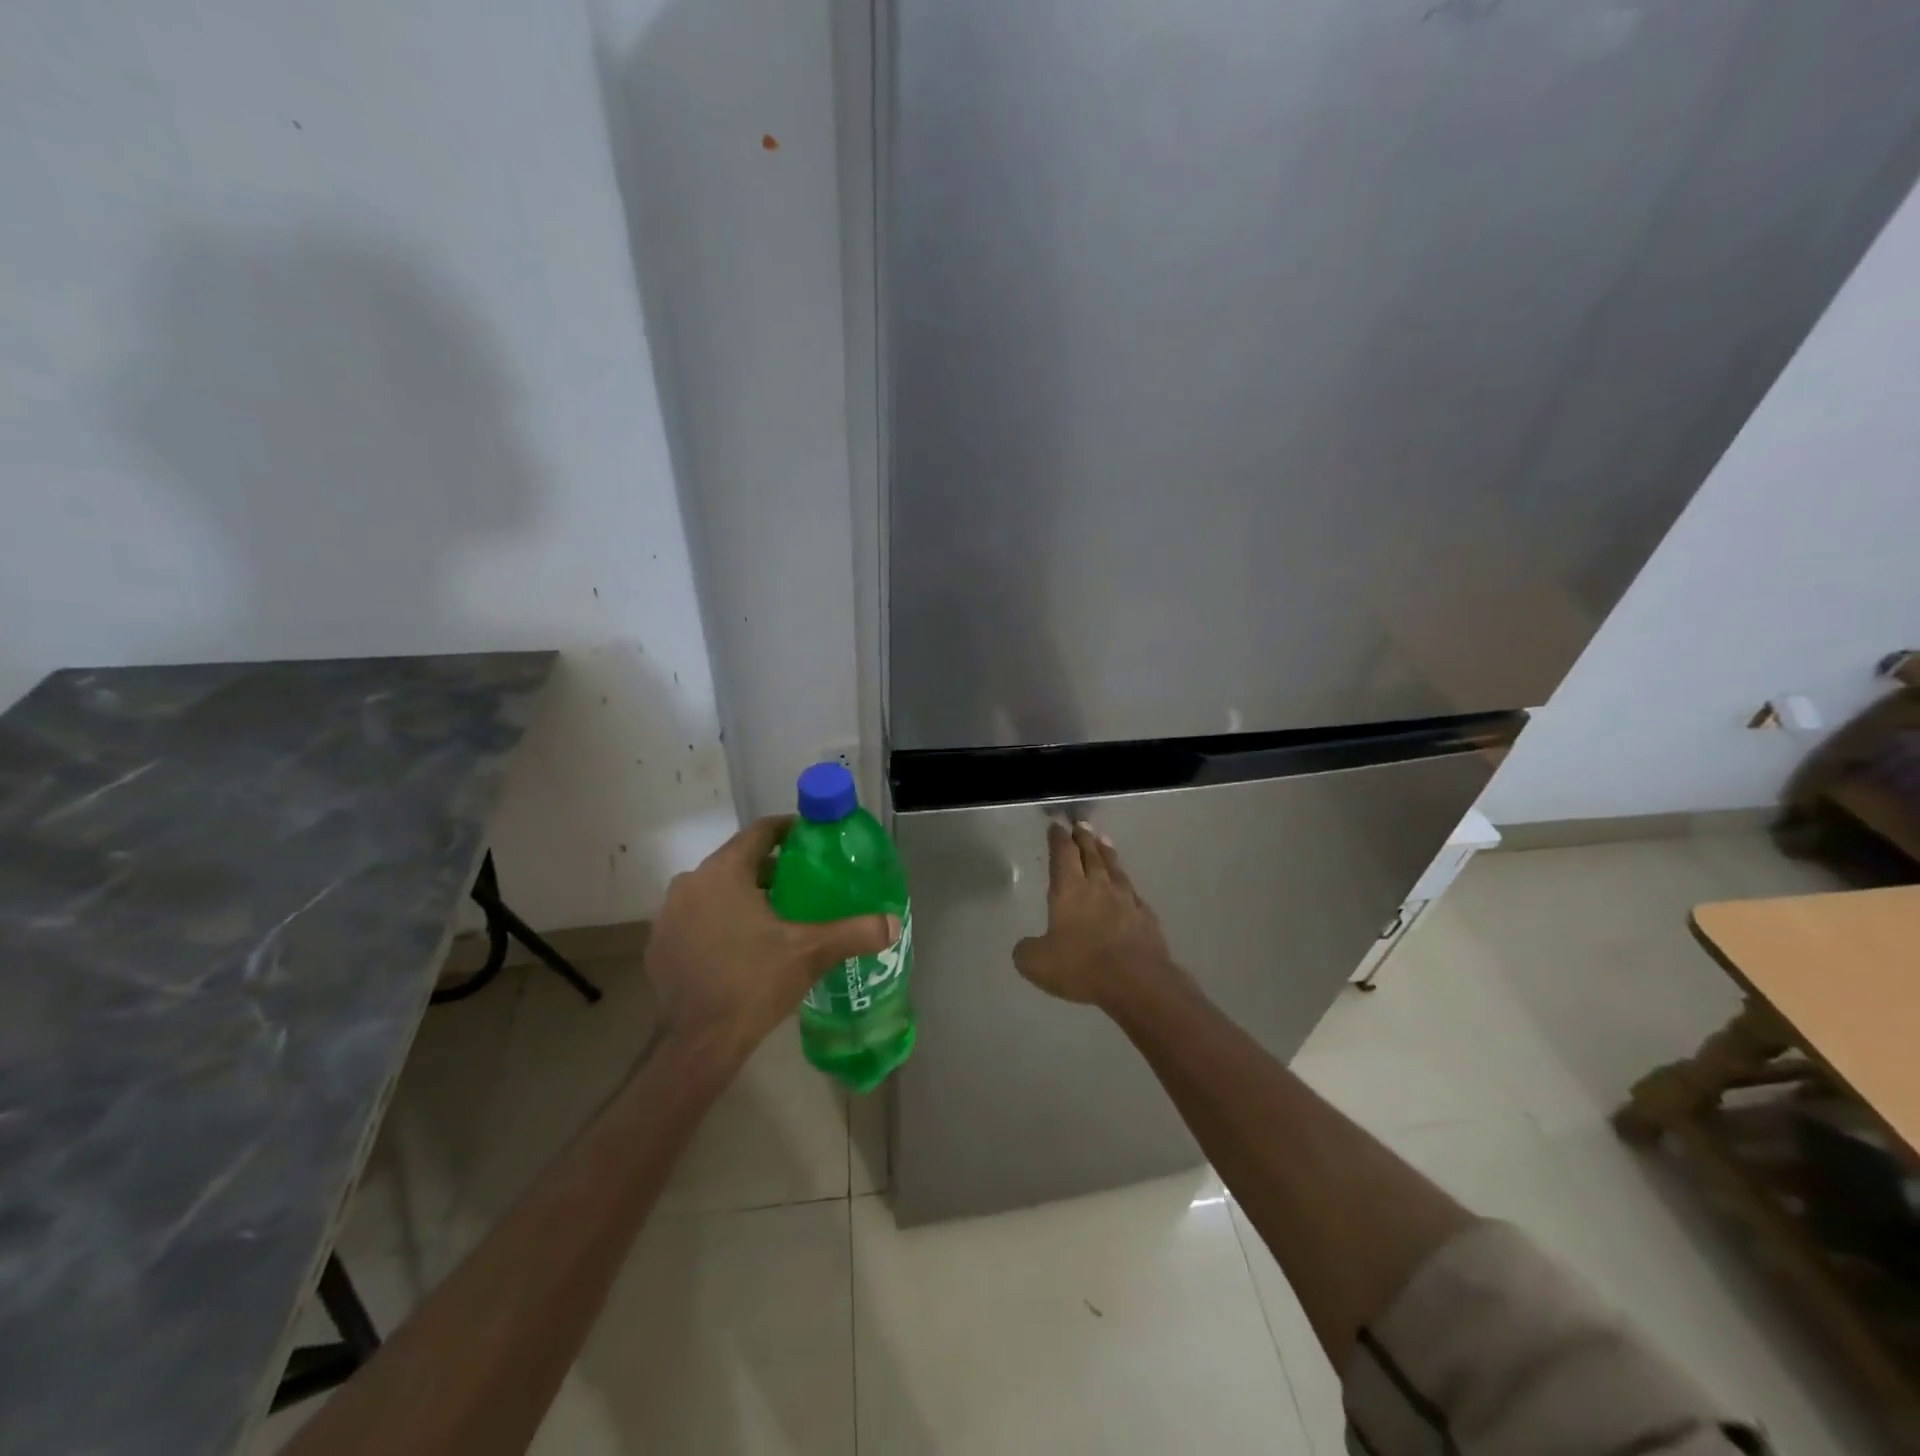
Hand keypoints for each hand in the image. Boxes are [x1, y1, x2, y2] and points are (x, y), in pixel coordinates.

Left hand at [644, 815, 898, 1073]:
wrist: (698, 1043)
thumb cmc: (753, 983)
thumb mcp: (810, 953)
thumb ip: (853, 932)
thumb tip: (893, 924)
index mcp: (723, 873)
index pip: (758, 832)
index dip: (787, 829)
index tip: (811, 837)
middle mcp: (690, 884)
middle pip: (737, 861)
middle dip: (771, 869)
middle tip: (805, 882)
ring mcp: (669, 916)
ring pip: (714, 890)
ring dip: (743, 895)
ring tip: (777, 914)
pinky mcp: (660, 946)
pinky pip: (696, 918)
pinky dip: (719, 921)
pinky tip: (742, 945)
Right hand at [1014, 822, 1176, 1009]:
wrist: (1137, 981)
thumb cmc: (1082, 966)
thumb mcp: (1037, 964)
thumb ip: (1026, 951)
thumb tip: (1025, 946)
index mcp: (1069, 890)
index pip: (1063, 854)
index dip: (1058, 838)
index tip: (1056, 825)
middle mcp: (1098, 886)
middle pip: (1090, 853)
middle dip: (1083, 837)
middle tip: (1080, 824)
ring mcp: (1125, 899)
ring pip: (1114, 867)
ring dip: (1106, 852)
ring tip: (1103, 840)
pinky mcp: (1145, 916)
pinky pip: (1132, 891)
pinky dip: (1125, 882)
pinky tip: (1126, 885)